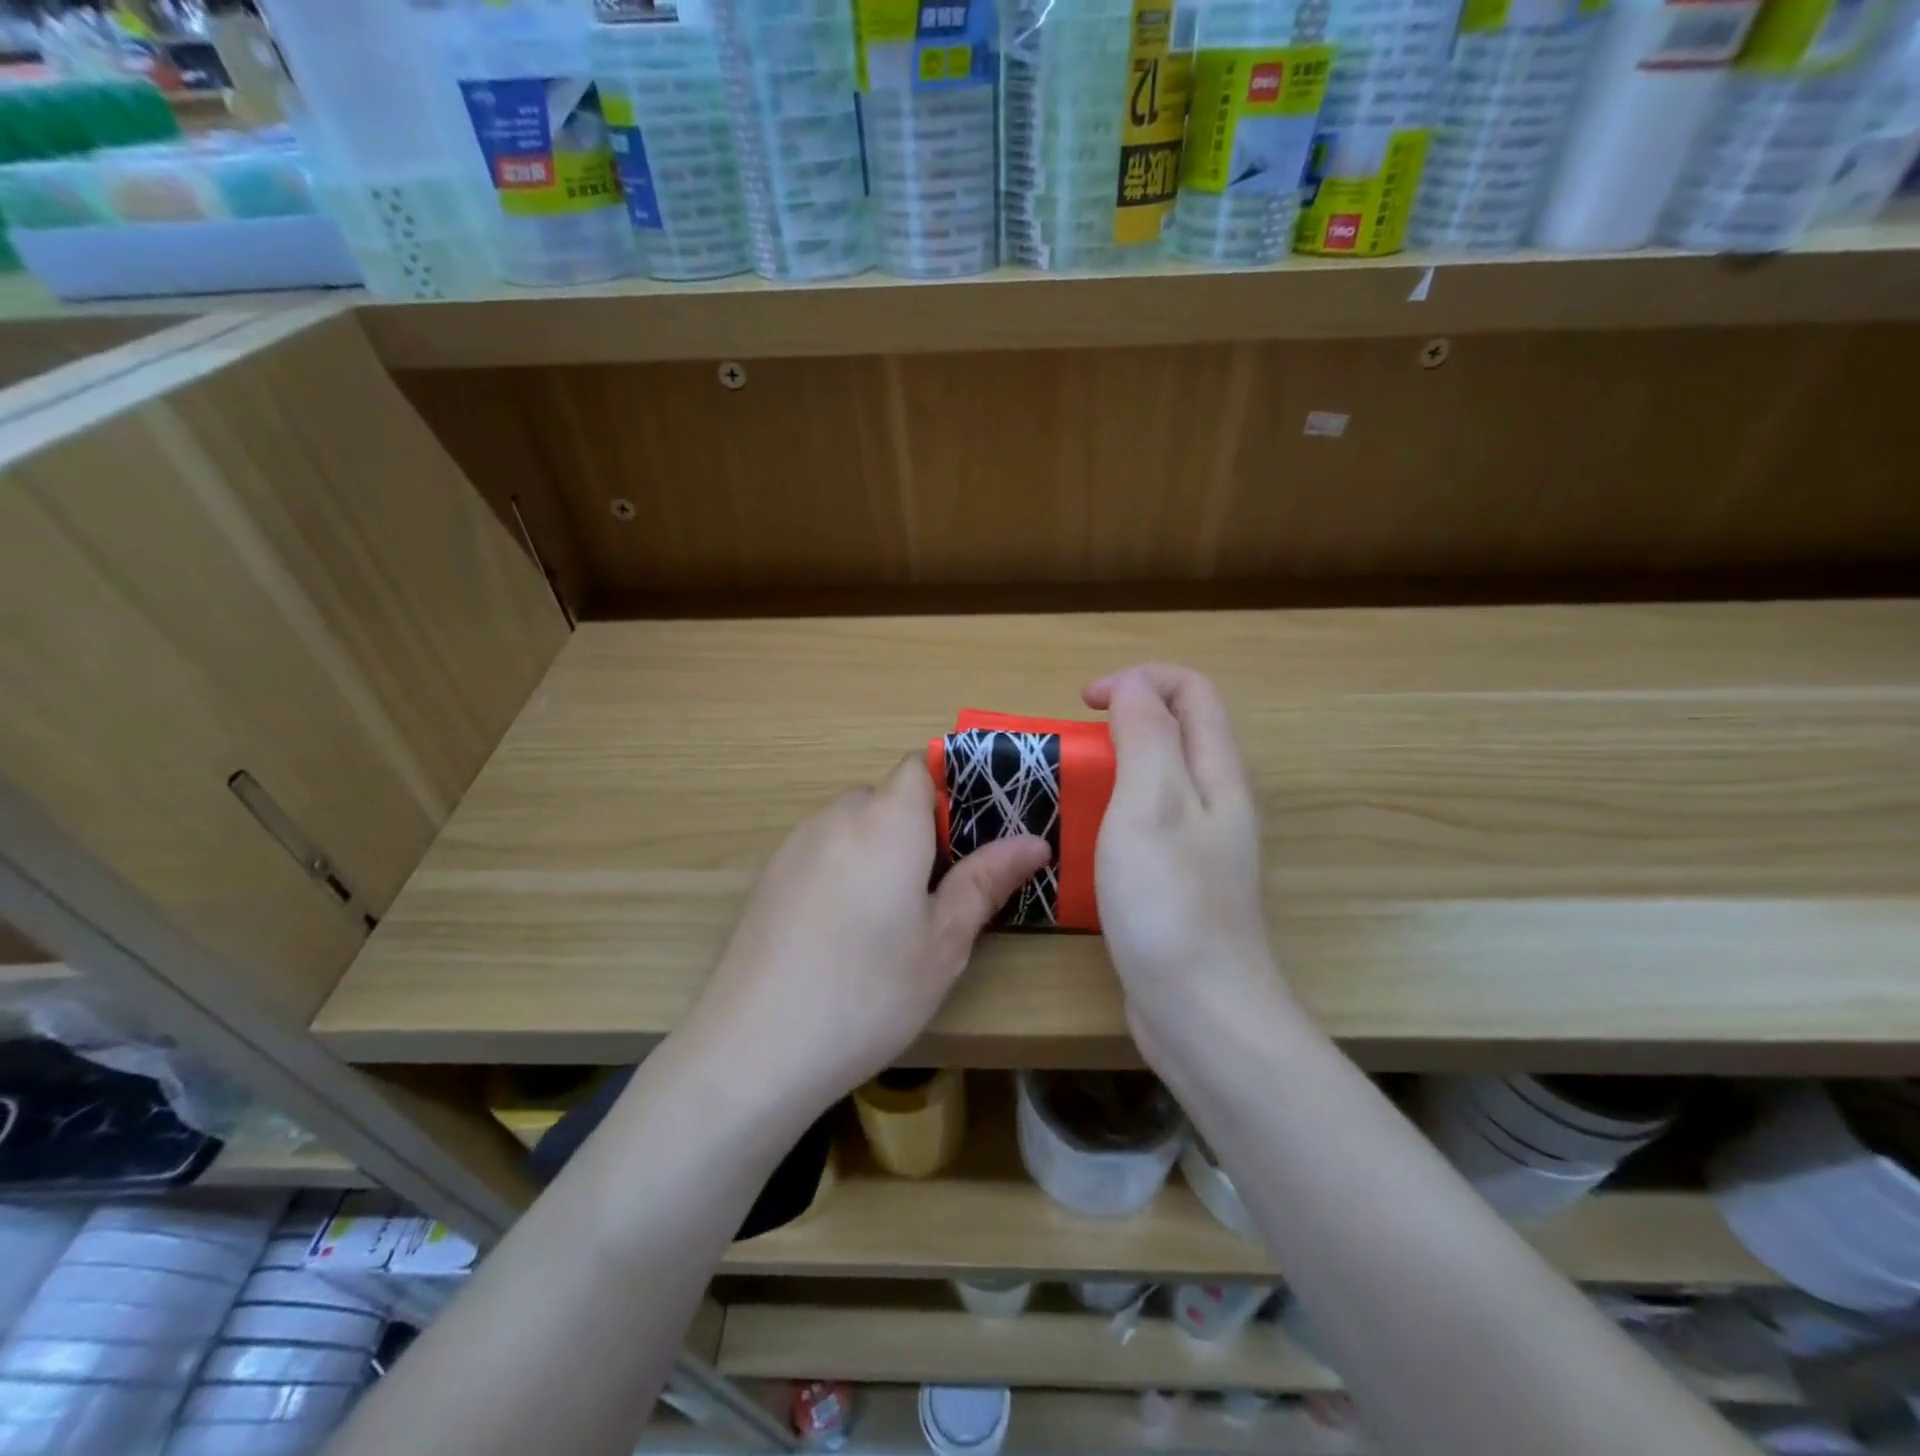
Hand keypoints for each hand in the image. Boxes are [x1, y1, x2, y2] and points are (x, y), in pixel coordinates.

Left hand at [682, 756, 1049, 1120]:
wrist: (755, 1048)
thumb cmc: (870, 991)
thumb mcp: (944, 942)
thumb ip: (987, 881)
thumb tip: (1035, 841)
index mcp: (887, 822)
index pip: (919, 767)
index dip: (948, 792)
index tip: (965, 844)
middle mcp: (836, 817)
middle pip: (885, 799)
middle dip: (914, 832)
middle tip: (934, 895)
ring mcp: (794, 845)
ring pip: (850, 827)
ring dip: (875, 853)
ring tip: (884, 922)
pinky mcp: (766, 876)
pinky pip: (818, 853)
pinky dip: (839, 872)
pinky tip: (837, 935)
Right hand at [1083, 664, 1292, 1068]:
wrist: (1201, 1013)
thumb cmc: (1169, 902)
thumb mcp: (1151, 804)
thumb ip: (1146, 736)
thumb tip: (1135, 685)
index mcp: (1217, 774)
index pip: (1192, 691)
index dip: (1139, 680)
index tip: (1085, 704)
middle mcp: (1216, 802)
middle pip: (1178, 731)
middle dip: (1125, 719)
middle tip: (1074, 748)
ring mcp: (1200, 846)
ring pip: (1159, 778)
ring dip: (1114, 766)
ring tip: (1071, 789)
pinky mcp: (1179, 882)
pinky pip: (1147, 824)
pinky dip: (1113, 812)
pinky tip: (1084, 842)